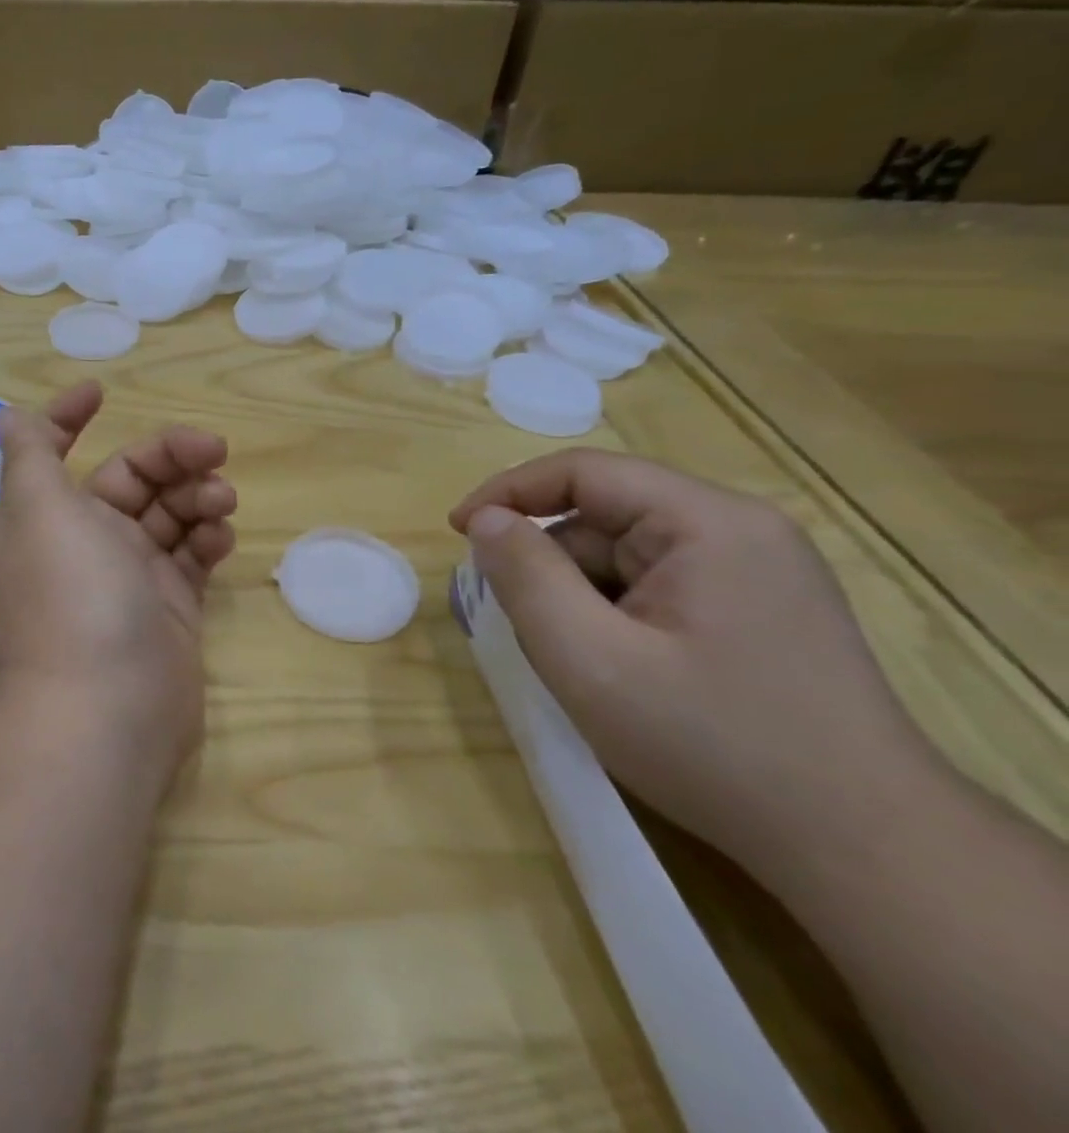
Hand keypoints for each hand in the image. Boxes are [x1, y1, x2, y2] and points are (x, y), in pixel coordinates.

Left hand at [0, 381, 237, 776]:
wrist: (108, 711)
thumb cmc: (72, 594)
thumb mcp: (40, 509)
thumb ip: (29, 455)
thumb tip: (1, 415)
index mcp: (47, 517)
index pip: (54, 453)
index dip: (69, 418)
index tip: (100, 394)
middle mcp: (85, 543)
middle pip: (132, 479)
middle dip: (171, 456)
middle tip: (214, 451)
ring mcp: (130, 578)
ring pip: (169, 515)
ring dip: (197, 495)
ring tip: (222, 501)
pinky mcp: (169, 609)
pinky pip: (192, 557)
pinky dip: (207, 539)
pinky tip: (222, 537)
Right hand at [449, 450, 939, 878]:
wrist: (867, 853)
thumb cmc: (713, 746)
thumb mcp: (589, 660)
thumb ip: (525, 577)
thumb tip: (486, 520)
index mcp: (708, 523)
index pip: (584, 472)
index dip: (509, 492)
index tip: (457, 531)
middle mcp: (740, 530)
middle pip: (607, 517)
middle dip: (552, 564)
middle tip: (525, 627)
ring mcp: (758, 572)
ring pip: (628, 557)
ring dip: (584, 596)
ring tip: (581, 663)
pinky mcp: (762, 610)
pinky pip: (658, 586)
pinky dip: (618, 616)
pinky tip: (623, 672)